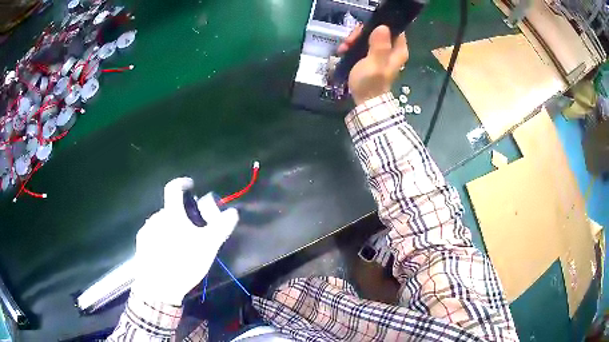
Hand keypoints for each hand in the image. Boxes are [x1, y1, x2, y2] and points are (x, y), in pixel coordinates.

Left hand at [131, 178, 238, 304]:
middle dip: (180, 214)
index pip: (173, 188)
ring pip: (161, 222)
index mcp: (171, 214)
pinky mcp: (141, 244)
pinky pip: (153, 234)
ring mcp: (146, 230)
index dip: (182, 183)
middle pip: (170, 209)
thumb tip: (234, 212)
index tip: (190, 185)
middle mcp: (156, 217)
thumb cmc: (184, 262)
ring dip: (170, 227)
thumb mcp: (208, 247)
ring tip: (179, 244)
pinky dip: (161, 237)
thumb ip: (221, 227)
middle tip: (191, 229)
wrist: (158, 286)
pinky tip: (167, 253)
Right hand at [337, 25, 408, 105]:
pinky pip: (363, 44)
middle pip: (378, 30)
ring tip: (344, 48)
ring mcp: (382, 53)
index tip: (364, 30)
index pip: (393, 28)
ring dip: (355, 40)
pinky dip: (353, 46)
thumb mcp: (374, 63)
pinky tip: (344, 51)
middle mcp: (392, 49)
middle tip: (350, 41)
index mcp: (398, 50)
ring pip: (368, 36)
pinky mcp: (372, 57)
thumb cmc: (370, 82)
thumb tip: (383, 27)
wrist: (364, 100)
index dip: (378, 25)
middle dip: (362, 33)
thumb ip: (379, 45)